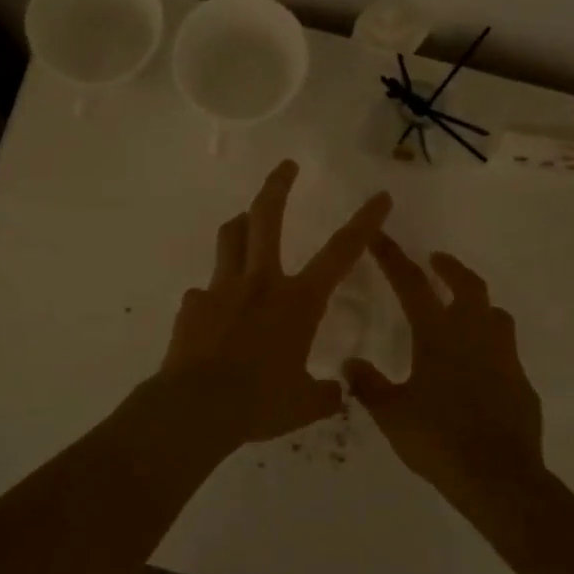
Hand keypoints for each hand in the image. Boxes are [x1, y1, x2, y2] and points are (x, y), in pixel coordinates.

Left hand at [161, 161, 391, 448]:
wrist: (196, 407)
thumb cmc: (259, 402)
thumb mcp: (304, 404)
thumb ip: (325, 394)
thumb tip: (335, 393)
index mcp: (297, 301)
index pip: (341, 253)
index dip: (364, 222)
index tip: (379, 196)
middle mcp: (260, 282)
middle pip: (266, 217)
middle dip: (278, 185)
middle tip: (286, 166)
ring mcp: (222, 288)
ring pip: (231, 238)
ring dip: (240, 223)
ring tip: (244, 220)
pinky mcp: (193, 304)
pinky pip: (205, 291)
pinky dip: (214, 295)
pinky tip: (213, 314)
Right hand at [345, 235, 544, 510]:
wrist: (499, 477)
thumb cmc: (439, 439)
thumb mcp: (392, 414)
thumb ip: (369, 385)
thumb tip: (350, 363)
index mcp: (438, 335)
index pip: (411, 284)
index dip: (393, 258)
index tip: (381, 236)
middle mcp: (474, 335)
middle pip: (467, 285)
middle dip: (450, 267)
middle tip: (435, 261)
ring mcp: (503, 358)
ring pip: (495, 314)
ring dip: (477, 304)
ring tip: (462, 310)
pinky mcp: (521, 383)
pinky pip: (505, 352)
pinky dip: (490, 347)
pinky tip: (479, 368)